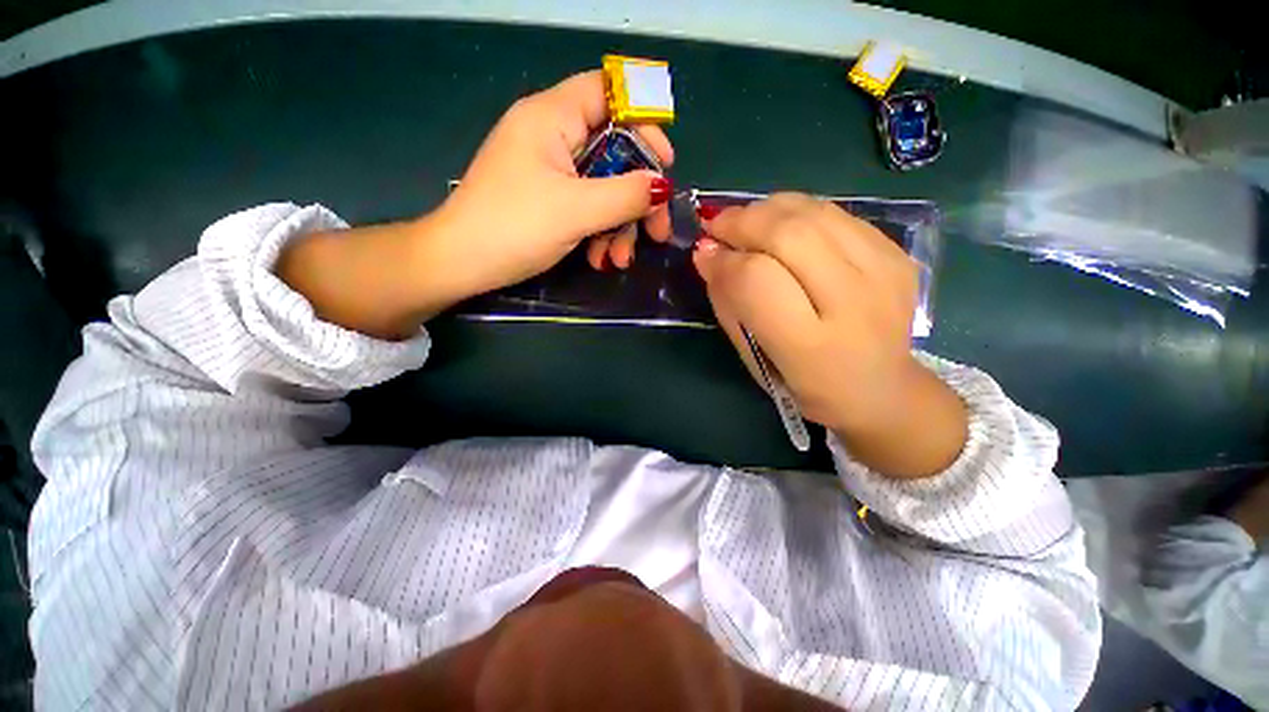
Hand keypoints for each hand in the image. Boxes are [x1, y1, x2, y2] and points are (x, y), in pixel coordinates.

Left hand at [437, 70, 673, 293]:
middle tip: (656, 231)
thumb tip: (662, 186)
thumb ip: (625, 196)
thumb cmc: (514, 228)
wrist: (461, 265)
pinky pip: (586, 206)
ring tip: (620, 259)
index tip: (665, 162)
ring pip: (602, 187)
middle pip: (613, 153)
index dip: (643, 121)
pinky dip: (599, 232)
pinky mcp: (547, 199)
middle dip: (637, 196)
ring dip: (619, 225)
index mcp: (551, 118)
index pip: (608, 95)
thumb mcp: (576, 211)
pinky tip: (600, 259)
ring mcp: (549, 171)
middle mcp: (551, 137)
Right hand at [692, 194, 966, 477]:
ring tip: (745, 223)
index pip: (757, 280)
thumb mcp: (754, 360)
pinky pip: (835, 212)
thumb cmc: (805, 385)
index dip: (724, 261)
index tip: (704, 255)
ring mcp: (883, 271)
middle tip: (718, 228)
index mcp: (811, 346)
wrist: (883, 388)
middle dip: (741, 222)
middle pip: (789, 234)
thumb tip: (707, 255)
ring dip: (766, 210)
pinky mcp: (896, 252)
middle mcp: (854, 302)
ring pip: (813, 212)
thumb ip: (729, 306)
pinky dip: (796, 212)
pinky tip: (781, 228)